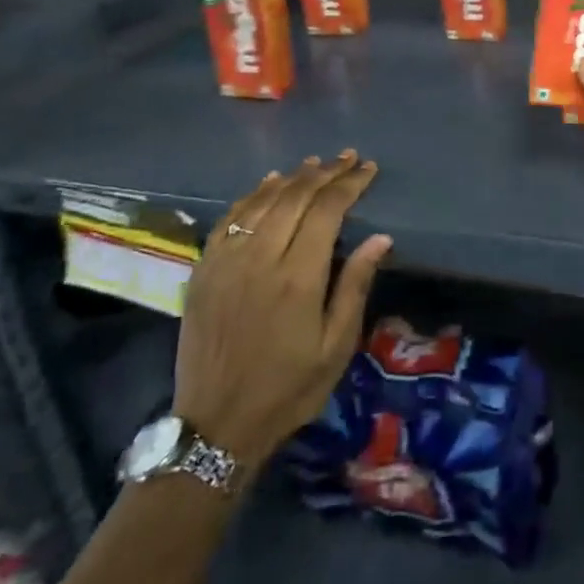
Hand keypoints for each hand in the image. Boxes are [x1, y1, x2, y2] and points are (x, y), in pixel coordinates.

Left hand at [178, 151, 390, 470]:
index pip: (327, 210)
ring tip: (314, 163)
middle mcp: (259, 259)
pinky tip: (267, 185)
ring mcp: (226, 263)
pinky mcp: (203, 272)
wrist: (217, 425)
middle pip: (294, 198)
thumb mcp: (336, 346)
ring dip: (291, 178)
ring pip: (260, 202)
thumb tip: (380, 238)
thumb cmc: (289, 388)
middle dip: (325, 173)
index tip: (368, 169)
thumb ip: (355, 285)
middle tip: (348, 158)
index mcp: (297, 277)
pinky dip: (251, 196)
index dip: (349, 184)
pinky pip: (229, 220)